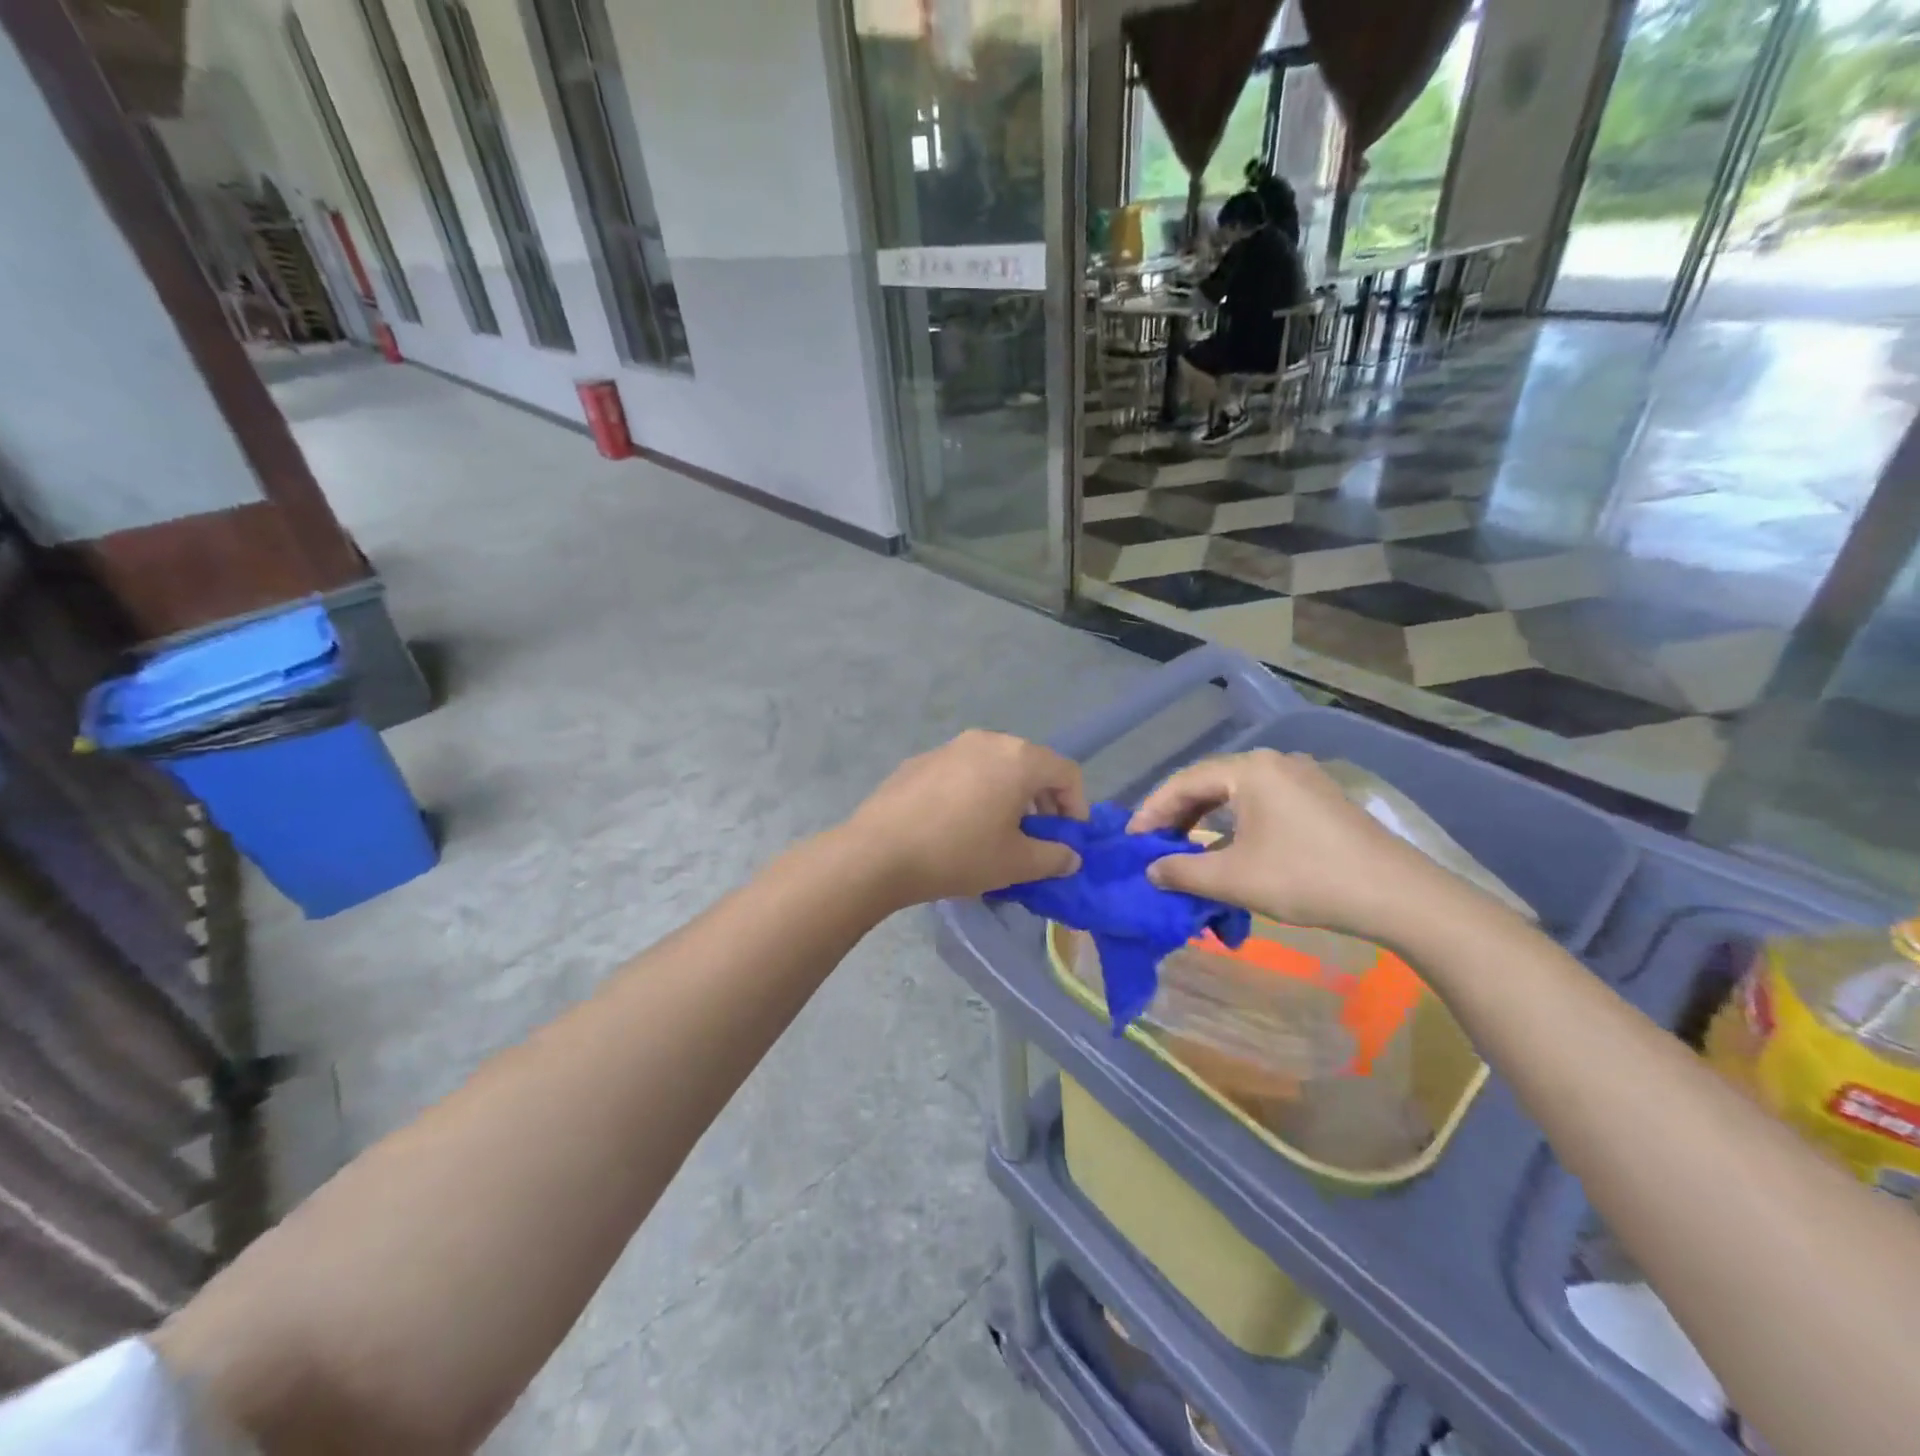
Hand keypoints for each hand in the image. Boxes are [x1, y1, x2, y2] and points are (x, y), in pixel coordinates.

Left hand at [843, 731, 1087, 907]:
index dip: (1076, 806)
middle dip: (1041, 800)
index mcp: (1017, 758)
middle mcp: (986, 740)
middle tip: (1035, 837)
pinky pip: (963, 771)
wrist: (878, 852)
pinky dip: (974, 792)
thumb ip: (1053, 857)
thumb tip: (1070, 856)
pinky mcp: (920, 760)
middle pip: (1030, 764)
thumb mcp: (1015, 863)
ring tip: (996, 832)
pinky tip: (957, 825)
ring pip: (994, 766)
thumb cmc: (958, 854)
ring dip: (1008, 795)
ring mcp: (949, 746)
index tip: (1067, 838)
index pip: (1066, 772)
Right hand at [1127, 750, 1467, 942]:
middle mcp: (1273, 763)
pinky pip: (1262, 803)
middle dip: (1177, 815)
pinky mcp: (1319, 799)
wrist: (1397, 895)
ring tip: (1185, 848)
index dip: (1151, 811)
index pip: (1183, 782)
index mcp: (1249, 770)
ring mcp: (1301, 779)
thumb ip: (1182, 871)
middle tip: (1153, 845)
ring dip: (1206, 821)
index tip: (1131, 841)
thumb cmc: (1306, 878)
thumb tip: (1151, 870)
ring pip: (1236, 795)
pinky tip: (1229, 849)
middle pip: (1209, 784)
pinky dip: (1235, 823)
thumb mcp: (1234, 878)